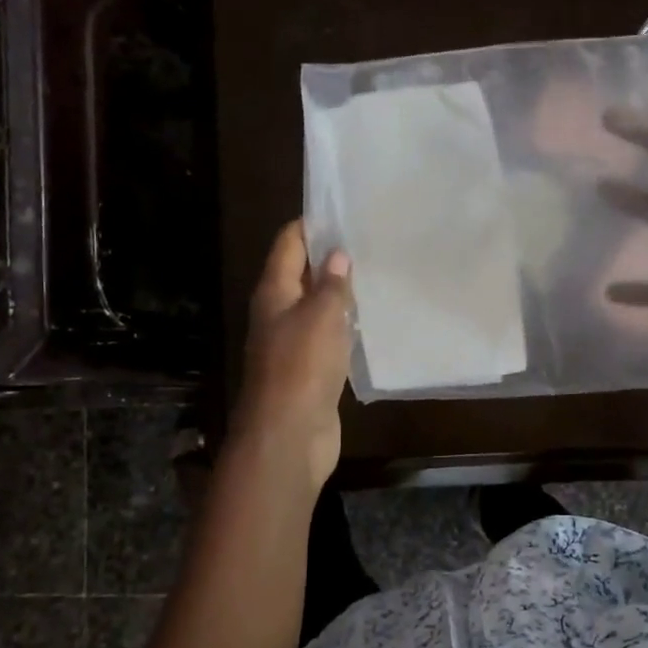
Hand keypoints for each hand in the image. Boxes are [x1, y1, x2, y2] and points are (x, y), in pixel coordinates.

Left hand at [235, 220, 352, 487]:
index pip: (288, 244)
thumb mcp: (321, 317)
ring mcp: (292, 344)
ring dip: (338, 293)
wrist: (289, 435)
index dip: (310, 225)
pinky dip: (344, 326)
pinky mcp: (309, 370)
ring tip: (374, 274)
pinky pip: (327, 337)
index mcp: (274, 293)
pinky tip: (367, 322)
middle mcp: (278, 314)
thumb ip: (331, 284)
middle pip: (300, 274)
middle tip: (367, 241)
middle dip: (329, 258)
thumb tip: (337, 255)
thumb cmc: (301, 367)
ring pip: (315, 307)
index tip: (341, 211)